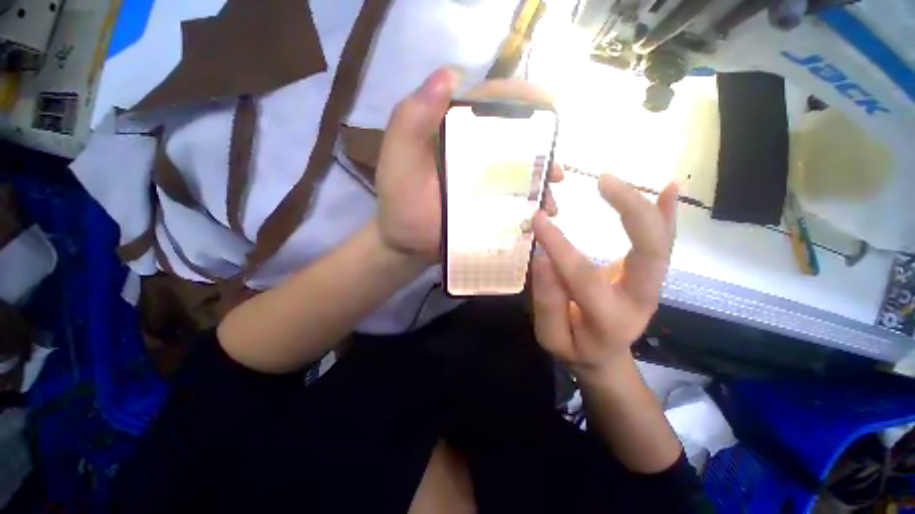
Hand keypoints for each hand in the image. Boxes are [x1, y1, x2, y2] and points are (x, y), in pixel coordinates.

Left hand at [375, 68, 561, 264]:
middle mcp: (472, 150)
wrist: (406, 243)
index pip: (489, 103)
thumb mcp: (399, 159)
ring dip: (541, 179)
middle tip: (555, 167)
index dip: (519, 98)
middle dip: (541, 146)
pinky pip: (515, 198)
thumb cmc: (400, 202)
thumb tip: (450, 74)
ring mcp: (483, 180)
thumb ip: (412, 119)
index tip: (549, 105)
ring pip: (519, 169)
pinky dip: (531, 203)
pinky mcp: (488, 204)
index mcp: (453, 130)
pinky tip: (540, 214)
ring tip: (551, 197)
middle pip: (513, 137)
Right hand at [531, 174, 677, 374]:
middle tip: (604, 181)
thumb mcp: (552, 337)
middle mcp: (640, 299)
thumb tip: (543, 259)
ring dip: (647, 206)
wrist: (604, 355)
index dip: (560, 246)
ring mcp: (650, 285)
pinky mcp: (649, 275)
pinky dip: (667, 214)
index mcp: (609, 319)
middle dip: (631, 212)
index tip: (539, 218)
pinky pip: (662, 242)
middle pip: (649, 252)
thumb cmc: (575, 346)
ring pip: (660, 242)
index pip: (583, 276)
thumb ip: (547, 303)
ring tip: (619, 179)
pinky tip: (671, 187)